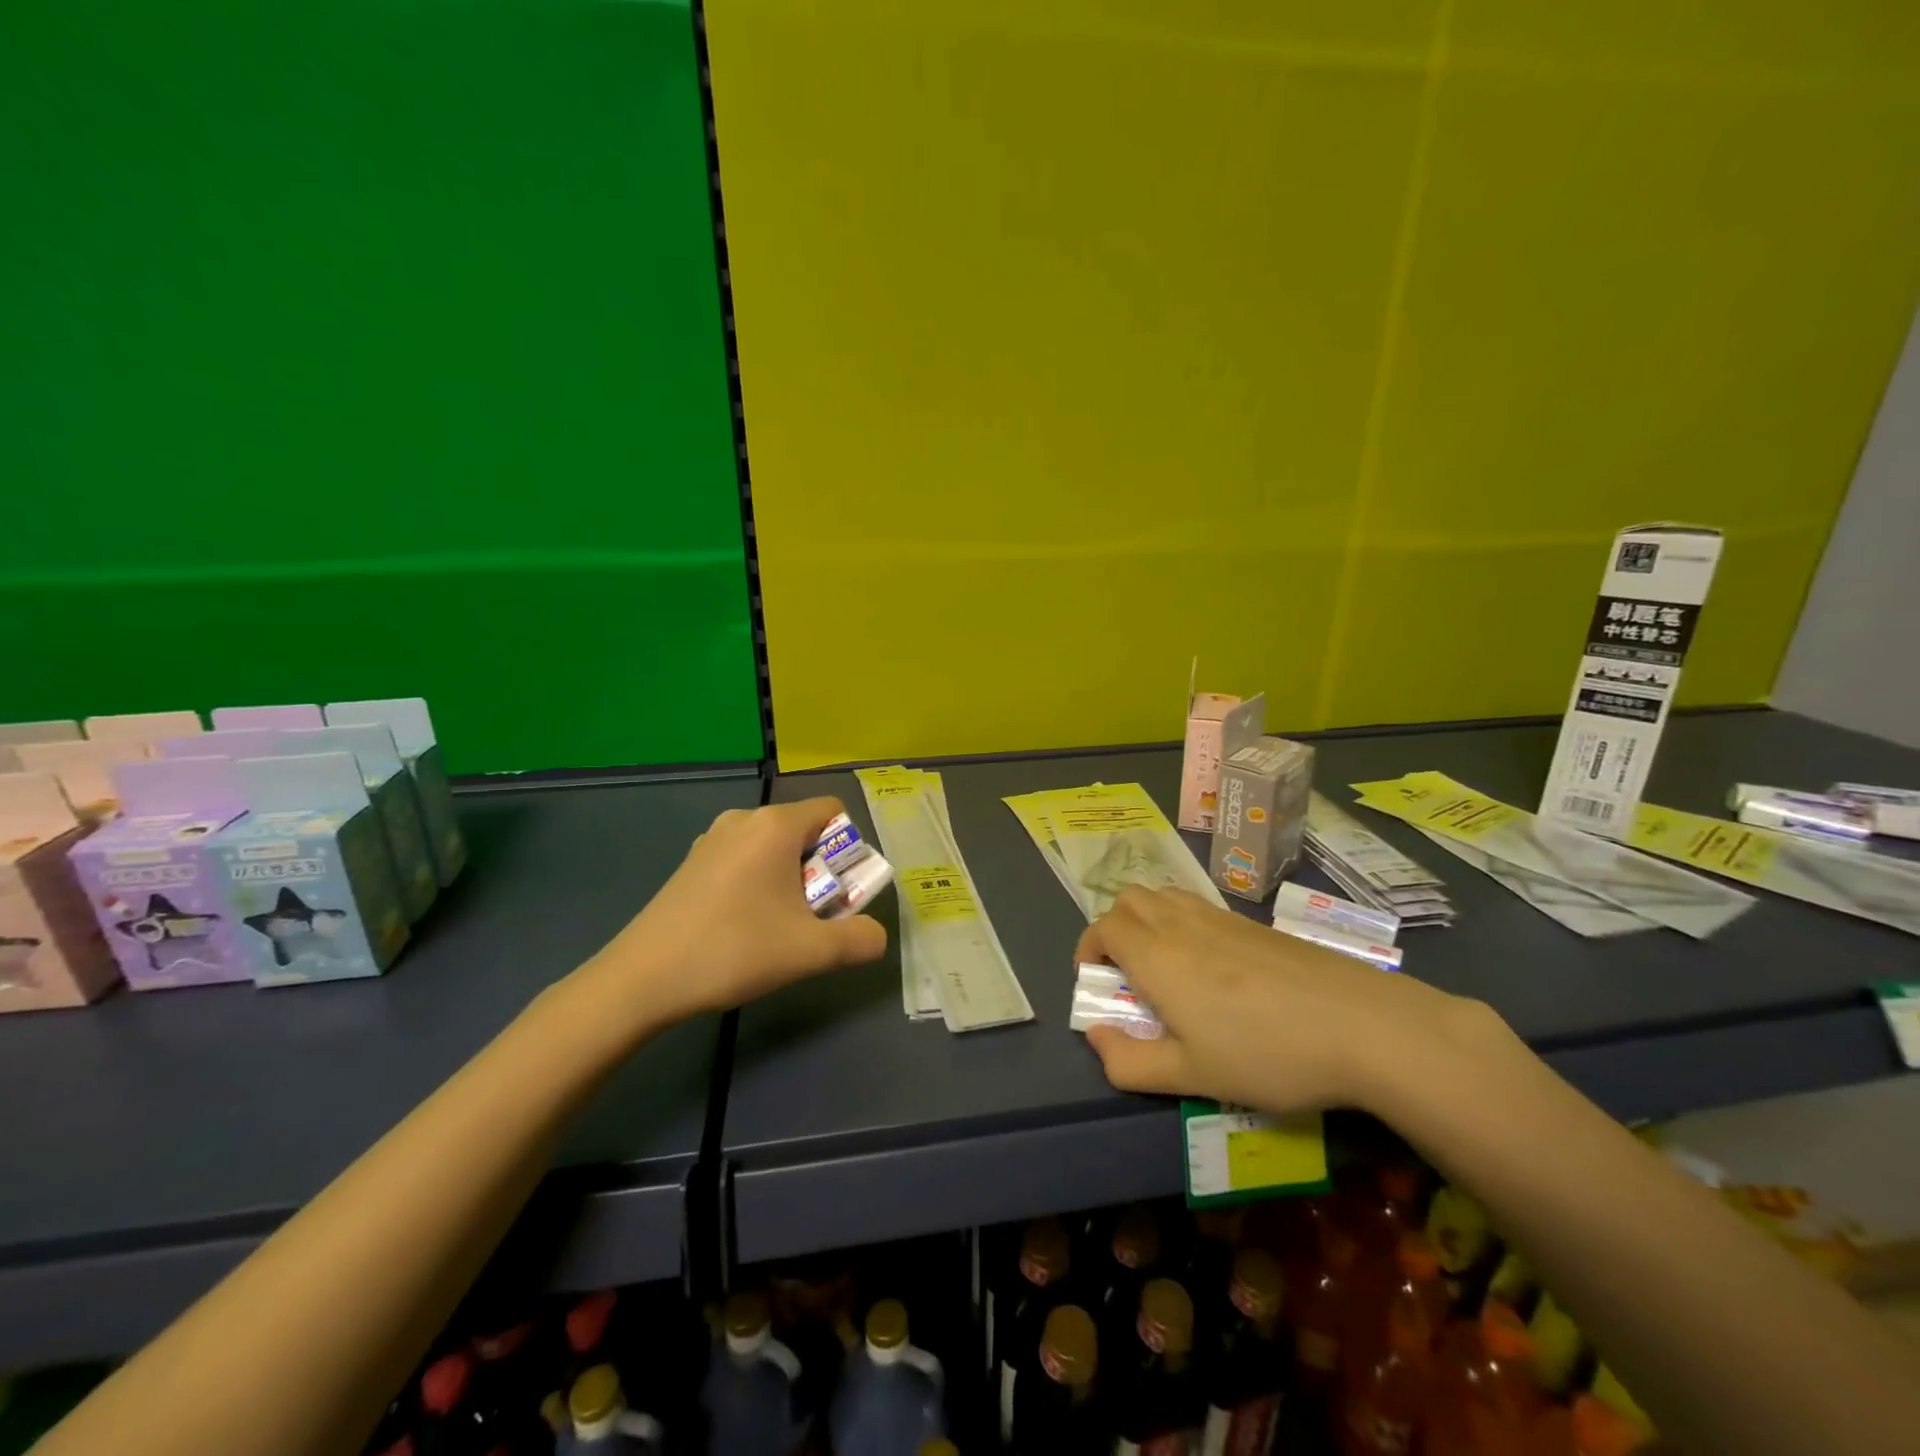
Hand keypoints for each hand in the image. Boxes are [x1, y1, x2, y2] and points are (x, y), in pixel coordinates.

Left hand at [574, 797, 887, 1031]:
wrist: (642, 979)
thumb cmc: (734, 950)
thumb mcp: (811, 951)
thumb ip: (859, 940)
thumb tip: (875, 936)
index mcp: (775, 825)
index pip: (833, 812)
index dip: (850, 849)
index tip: (841, 892)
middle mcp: (743, 819)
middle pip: (804, 831)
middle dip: (820, 871)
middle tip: (813, 918)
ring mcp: (711, 839)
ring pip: (772, 849)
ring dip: (789, 881)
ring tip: (777, 928)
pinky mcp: (691, 863)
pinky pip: (743, 861)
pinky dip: (758, 885)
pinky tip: (742, 928)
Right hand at [1076, 887, 1479, 1115]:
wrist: (1362, 1025)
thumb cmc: (1267, 1054)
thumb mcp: (1192, 1076)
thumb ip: (1131, 1061)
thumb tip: (1095, 1036)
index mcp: (1157, 956)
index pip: (1104, 928)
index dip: (1089, 949)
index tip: (1096, 982)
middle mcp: (1180, 924)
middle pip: (1129, 899)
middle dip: (1114, 927)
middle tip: (1127, 971)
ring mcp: (1220, 917)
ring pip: (1164, 895)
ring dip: (1147, 919)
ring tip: (1165, 964)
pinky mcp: (1254, 923)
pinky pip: (1198, 905)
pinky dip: (1182, 921)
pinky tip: (1213, 966)